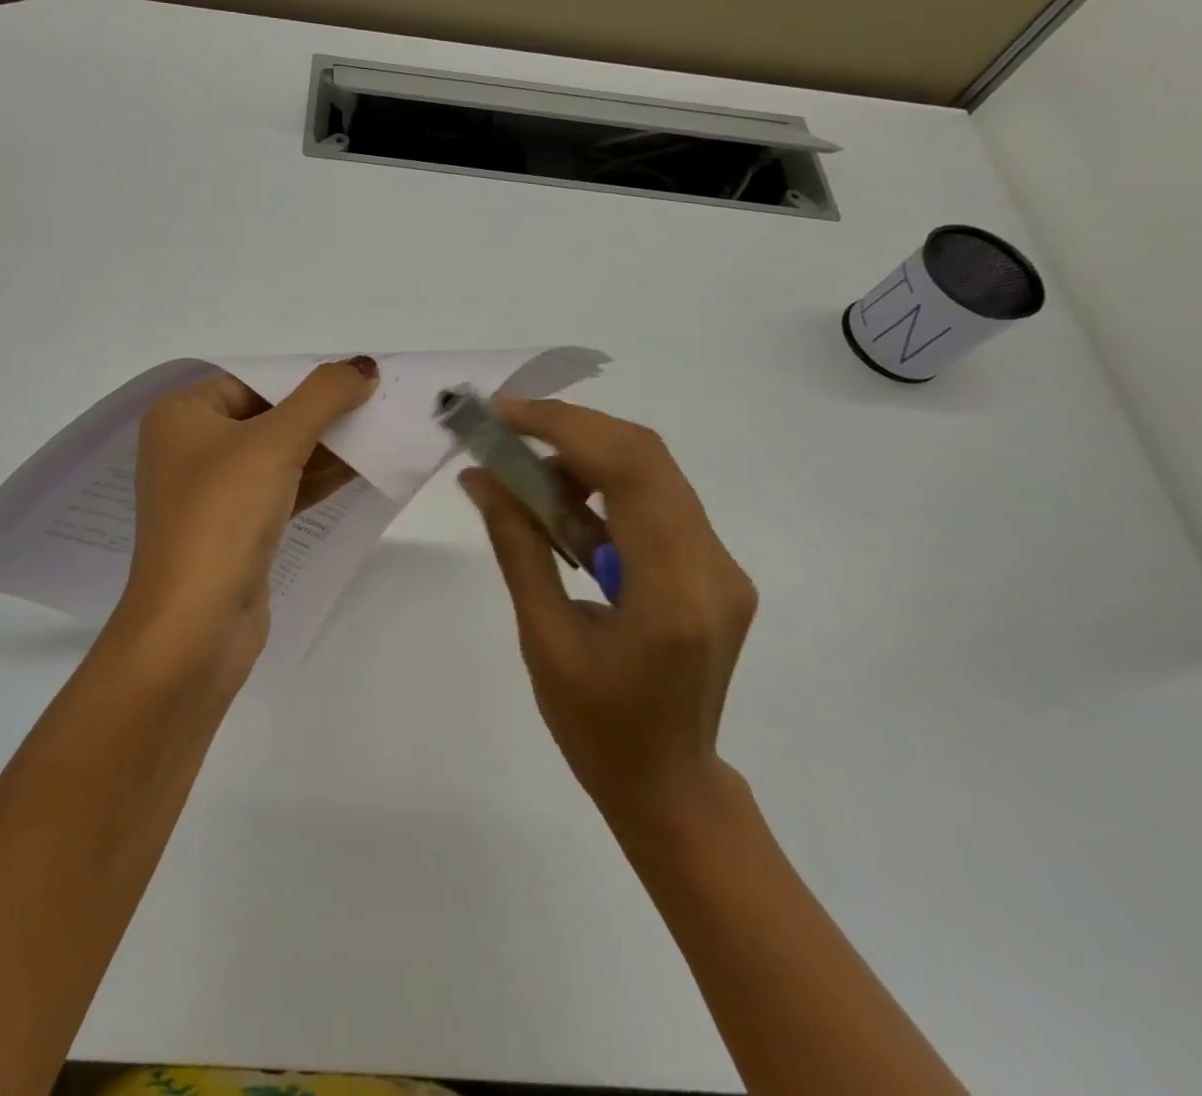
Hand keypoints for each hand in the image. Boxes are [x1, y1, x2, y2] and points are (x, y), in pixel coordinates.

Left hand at [115, 358, 378, 672]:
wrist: (194, 626)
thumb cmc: (223, 515)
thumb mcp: (275, 442)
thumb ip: (323, 397)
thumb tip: (363, 366)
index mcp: (182, 415)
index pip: (253, 382)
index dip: (307, 380)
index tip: (359, 381)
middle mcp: (190, 448)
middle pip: (268, 417)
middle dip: (322, 415)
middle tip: (379, 407)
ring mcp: (211, 493)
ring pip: (278, 456)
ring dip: (327, 448)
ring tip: (382, 434)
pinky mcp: (234, 529)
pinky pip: (280, 490)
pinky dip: (316, 480)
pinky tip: (363, 471)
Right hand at [460, 397, 756, 824]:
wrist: (670, 787)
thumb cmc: (597, 729)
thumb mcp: (543, 638)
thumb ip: (517, 547)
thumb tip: (479, 478)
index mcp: (673, 592)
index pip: (630, 471)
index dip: (564, 428)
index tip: (504, 414)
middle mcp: (714, 566)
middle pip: (647, 456)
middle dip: (571, 431)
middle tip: (506, 433)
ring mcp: (722, 566)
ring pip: (654, 472)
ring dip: (586, 458)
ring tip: (527, 481)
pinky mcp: (714, 570)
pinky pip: (657, 502)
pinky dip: (605, 488)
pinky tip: (565, 513)